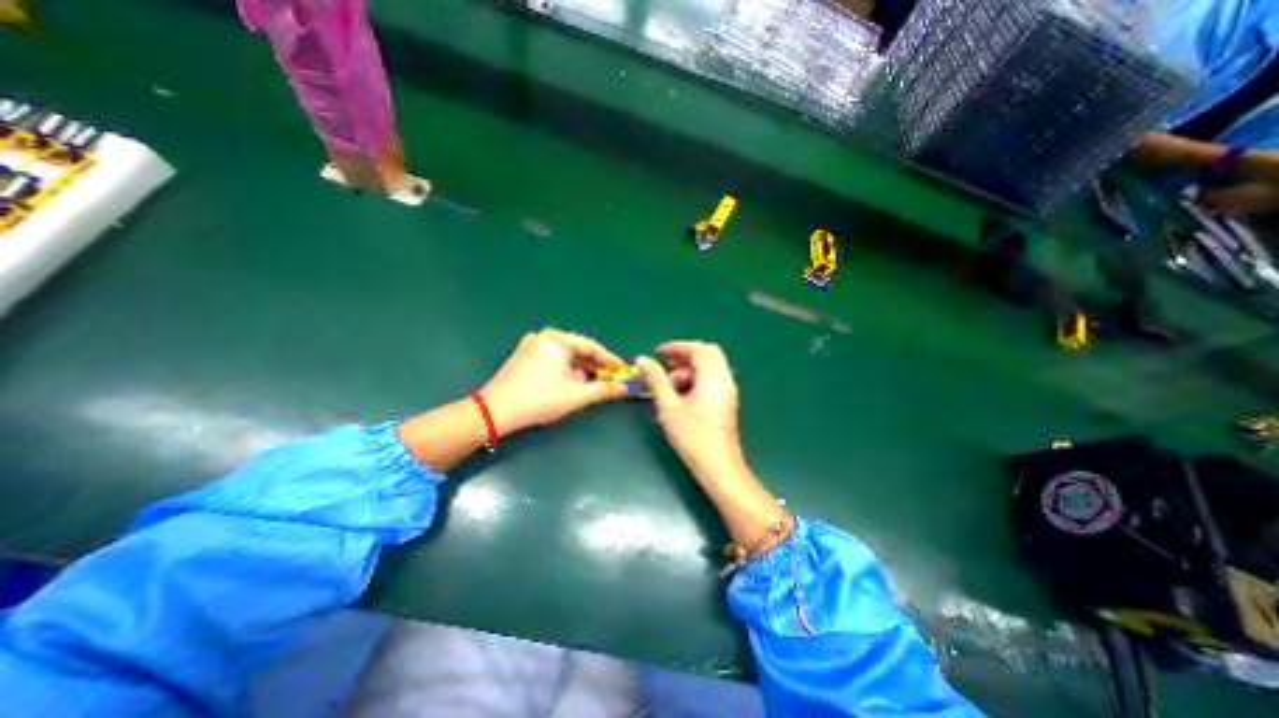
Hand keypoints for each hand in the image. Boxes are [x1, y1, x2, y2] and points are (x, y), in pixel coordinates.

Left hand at [480, 327, 628, 434]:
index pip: (591, 346)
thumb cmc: (539, 399)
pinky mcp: (523, 358)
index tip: (623, 370)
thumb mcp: (576, 395)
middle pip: (578, 350)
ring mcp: (531, 347)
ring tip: (595, 383)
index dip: (610, 360)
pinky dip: (566, 371)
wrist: (495, 412)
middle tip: (612, 378)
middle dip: (595, 366)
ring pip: (565, 357)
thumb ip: (604, 389)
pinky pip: (553, 361)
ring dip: (581, 370)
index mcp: (556, 339)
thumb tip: (625, 388)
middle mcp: (543, 337)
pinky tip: (573, 383)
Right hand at [631, 342, 741, 476]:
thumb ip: (656, 379)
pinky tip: (680, 396)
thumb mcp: (669, 406)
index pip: (699, 349)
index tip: (658, 353)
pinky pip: (710, 380)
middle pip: (707, 354)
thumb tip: (642, 359)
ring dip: (688, 370)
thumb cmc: (693, 436)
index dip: (677, 347)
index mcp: (713, 377)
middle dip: (684, 356)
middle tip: (665, 364)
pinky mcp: (725, 401)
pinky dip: (695, 380)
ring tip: (668, 387)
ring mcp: (727, 391)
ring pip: (709, 367)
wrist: (717, 465)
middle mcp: (724, 380)